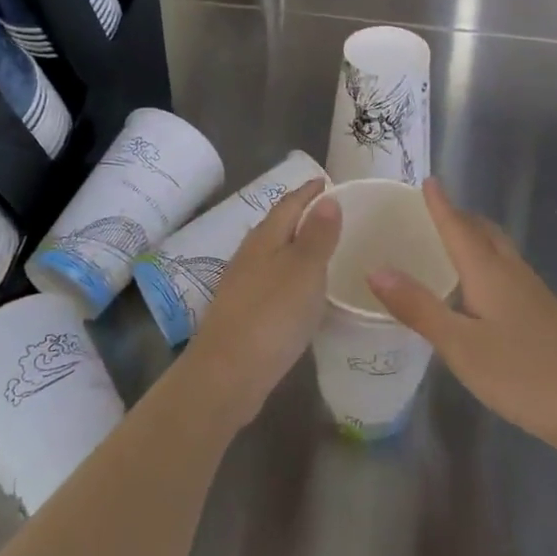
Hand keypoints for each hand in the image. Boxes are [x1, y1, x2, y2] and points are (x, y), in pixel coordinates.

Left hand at [184, 178, 339, 429]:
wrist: (226, 374)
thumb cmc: (271, 316)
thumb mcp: (304, 271)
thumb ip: (317, 236)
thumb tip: (326, 199)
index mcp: (264, 238)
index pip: (288, 204)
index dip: (308, 191)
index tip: (327, 181)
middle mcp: (250, 255)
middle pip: (277, 227)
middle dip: (301, 216)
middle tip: (330, 213)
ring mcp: (242, 285)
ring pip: (273, 255)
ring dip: (295, 247)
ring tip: (321, 249)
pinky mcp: (243, 313)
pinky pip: (272, 281)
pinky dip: (290, 277)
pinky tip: (300, 292)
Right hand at [367, 179, 556, 463]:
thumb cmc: (525, 374)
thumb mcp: (461, 345)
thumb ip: (419, 308)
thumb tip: (376, 269)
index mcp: (489, 272)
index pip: (459, 227)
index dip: (441, 204)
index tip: (427, 179)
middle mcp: (513, 274)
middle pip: (485, 232)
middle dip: (460, 217)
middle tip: (435, 211)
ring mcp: (535, 296)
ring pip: (500, 252)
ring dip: (476, 238)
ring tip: (452, 243)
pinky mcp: (547, 318)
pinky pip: (509, 274)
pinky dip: (488, 265)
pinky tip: (482, 292)